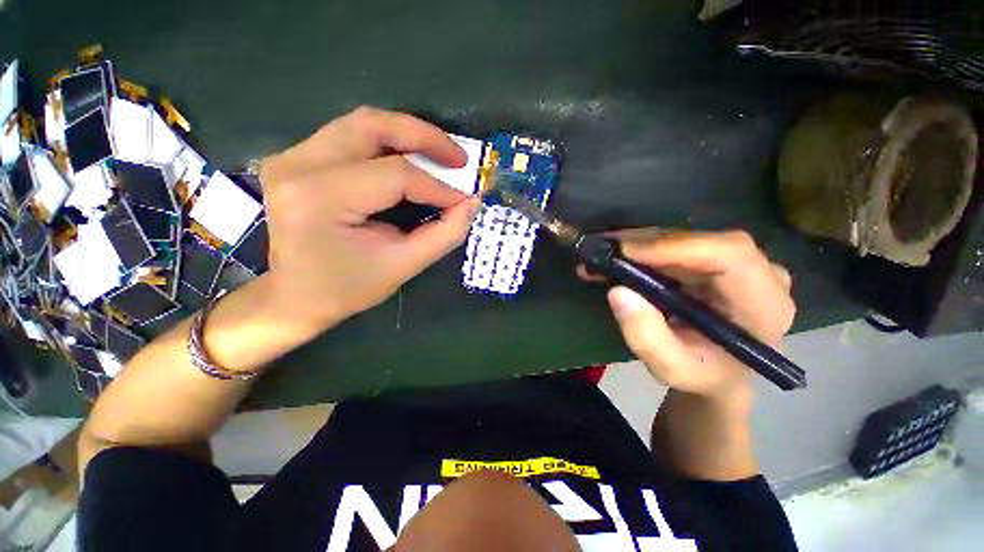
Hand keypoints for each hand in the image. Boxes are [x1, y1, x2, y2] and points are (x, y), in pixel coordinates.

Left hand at [258, 106, 479, 333]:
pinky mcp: (295, 158)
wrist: (295, 297)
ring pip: (361, 123)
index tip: (465, 199)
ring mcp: (291, 157)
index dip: (437, 186)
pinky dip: (388, 142)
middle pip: (372, 127)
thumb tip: (472, 203)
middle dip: (425, 137)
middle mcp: (298, 166)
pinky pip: (350, 136)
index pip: (394, 175)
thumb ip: (444, 234)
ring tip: (440, 154)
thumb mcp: (403, 265)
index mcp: (320, 199)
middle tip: (459, 157)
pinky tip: (410, 158)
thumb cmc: (347, 288)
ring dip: (407, 134)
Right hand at [581, 229, 794, 403]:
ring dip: (639, 244)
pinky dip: (643, 249)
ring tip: (601, 255)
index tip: (626, 251)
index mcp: (763, 304)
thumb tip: (619, 291)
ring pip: (685, 238)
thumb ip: (647, 338)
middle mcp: (759, 274)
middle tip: (602, 249)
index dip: (675, 246)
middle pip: (702, 241)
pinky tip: (617, 257)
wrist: (717, 373)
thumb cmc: (702, 375)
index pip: (730, 255)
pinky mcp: (716, 261)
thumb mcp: (671, 369)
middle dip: (646, 243)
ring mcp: (739, 263)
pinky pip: (677, 245)